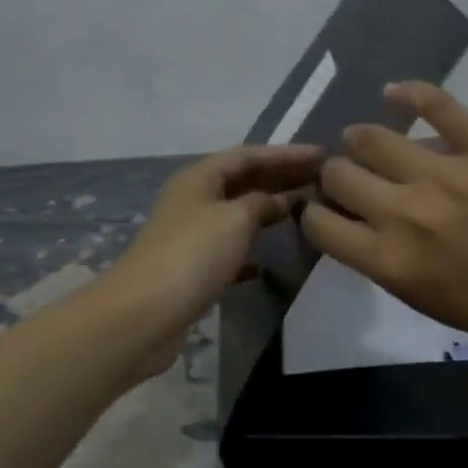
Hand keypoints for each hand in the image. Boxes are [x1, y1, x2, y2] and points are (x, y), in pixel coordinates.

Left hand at [106, 143, 324, 371]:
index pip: (248, 155)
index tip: (322, 156)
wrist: (145, 313)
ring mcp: (190, 235)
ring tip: (302, 212)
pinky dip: (248, 250)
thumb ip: (263, 203)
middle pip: (242, 181)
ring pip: (236, 215)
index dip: (285, 154)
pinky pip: (227, 250)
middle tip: (320, 181)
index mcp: (199, 178)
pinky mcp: (191, 269)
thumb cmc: (193, 255)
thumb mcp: (235, 219)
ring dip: (266, 211)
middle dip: (279, 178)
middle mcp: (192, 200)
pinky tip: (264, 263)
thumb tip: (281, 200)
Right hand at [302, 83, 467, 349]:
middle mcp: (405, 213)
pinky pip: (438, 105)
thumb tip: (351, 219)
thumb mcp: (421, 298)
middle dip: (334, 175)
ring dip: (360, 139)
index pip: (319, 223)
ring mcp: (445, 174)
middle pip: (338, 174)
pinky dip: (410, 93)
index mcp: (388, 259)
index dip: (314, 213)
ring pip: (373, 138)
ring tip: (366, 141)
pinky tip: (394, 94)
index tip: (326, 209)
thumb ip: (378, 259)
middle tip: (351, 177)